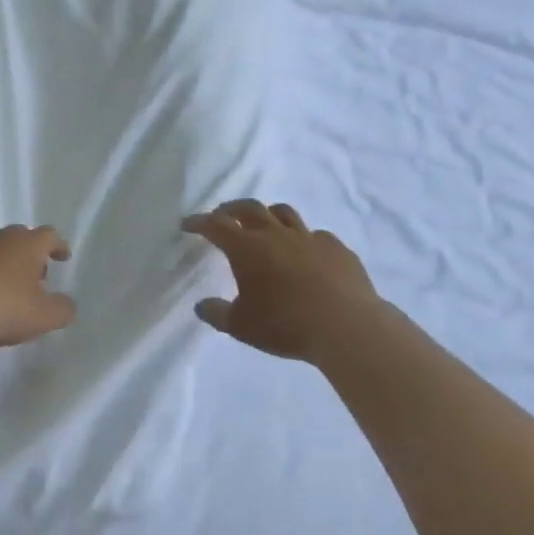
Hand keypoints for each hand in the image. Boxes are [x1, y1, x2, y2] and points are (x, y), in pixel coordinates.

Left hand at [0, 225, 76, 346]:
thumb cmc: (2, 305)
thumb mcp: (43, 316)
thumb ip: (62, 309)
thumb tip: (67, 304)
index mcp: (28, 244)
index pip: (50, 236)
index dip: (59, 246)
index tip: (63, 257)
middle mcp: (0, 236)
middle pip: (21, 238)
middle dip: (30, 255)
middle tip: (36, 276)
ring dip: (4, 263)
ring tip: (7, 287)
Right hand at [182, 200, 382, 360]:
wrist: (346, 326)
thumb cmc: (285, 324)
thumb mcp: (241, 326)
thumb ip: (217, 313)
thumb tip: (201, 306)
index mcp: (246, 248)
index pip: (215, 225)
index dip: (198, 222)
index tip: (187, 224)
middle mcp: (275, 234)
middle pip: (249, 208)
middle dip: (231, 209)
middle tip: (222, 215)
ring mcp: (308, 238)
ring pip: (284, 212)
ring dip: (268, 214)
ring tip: (263, 223)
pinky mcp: (336, 248)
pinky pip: (316, 235)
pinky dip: (304, 238)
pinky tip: (306, 252)